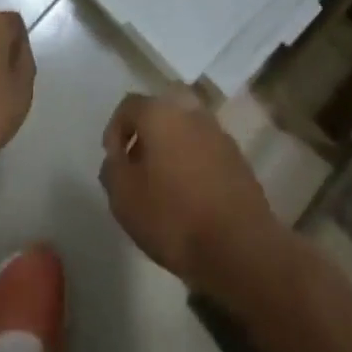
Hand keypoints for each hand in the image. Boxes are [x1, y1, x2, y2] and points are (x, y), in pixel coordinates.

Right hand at [99, 91, 283, 299]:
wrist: (239, 246)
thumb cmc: (173, 217)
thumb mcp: (124, 198)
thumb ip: (112, 170)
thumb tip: (117, 156)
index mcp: (161, 113)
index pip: (129, 106)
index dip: (115, 131)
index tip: (114, 162)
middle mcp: (191, 111)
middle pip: (160, 112)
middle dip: (146, 135)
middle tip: (138, 167)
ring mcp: (218, 132)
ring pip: (185, 129)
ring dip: (171, 147)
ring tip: (164, 185)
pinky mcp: (237, 157)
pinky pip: (205, 149)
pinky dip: (193, 162)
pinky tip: (190, 195)